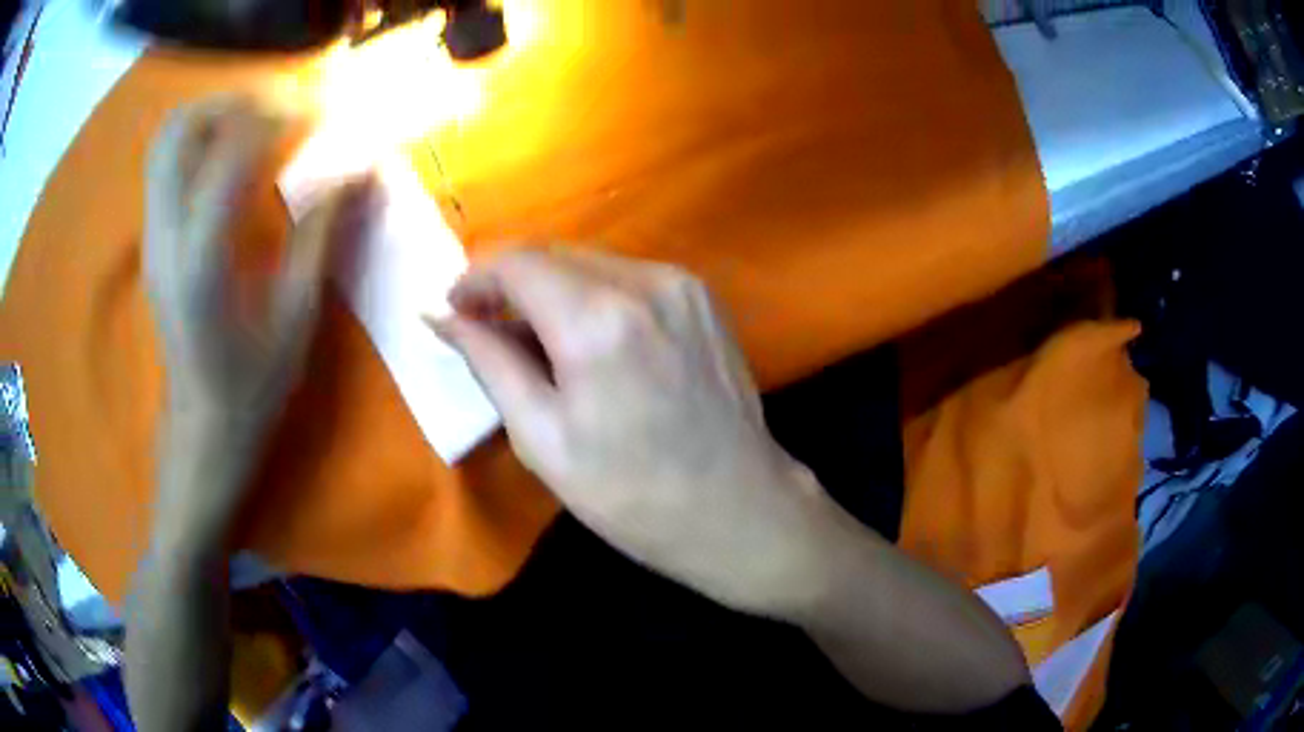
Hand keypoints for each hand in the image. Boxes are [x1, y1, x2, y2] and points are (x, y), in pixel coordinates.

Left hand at [143, 98, 372, 539]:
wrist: (200, 436)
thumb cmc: (252, 393)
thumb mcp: (295, 321)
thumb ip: (320, 235)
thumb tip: (359, 172)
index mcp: (202, 260)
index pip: (233, 152)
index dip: (283, 117)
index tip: (325, 111)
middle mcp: (165, 238)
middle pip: (180, 131)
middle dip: (234, 102)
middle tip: (281, 110)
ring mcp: (152, 240)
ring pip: (167, 144)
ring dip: (214, 118)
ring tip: (260, 126)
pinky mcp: (153, 245)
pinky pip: (168, 169)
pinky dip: (201, 144)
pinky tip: (235, 162)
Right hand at [434, 248, 839, 617]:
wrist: (737, 506)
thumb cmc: (630, 494)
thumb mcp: (541, 438)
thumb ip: (488, 362)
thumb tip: (441, 316)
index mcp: (598, 321)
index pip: (516, 262)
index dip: (475, 278)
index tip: (455, 308)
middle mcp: (644, 282)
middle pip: (553, 253)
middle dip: (510, 282)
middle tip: (486, 327)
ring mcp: (682, 283)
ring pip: (590, 261)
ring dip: (551, 288)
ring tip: (535, 340)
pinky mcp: (702, 295)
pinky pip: (627, 275)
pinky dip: (592, 294)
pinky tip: (587, 339)